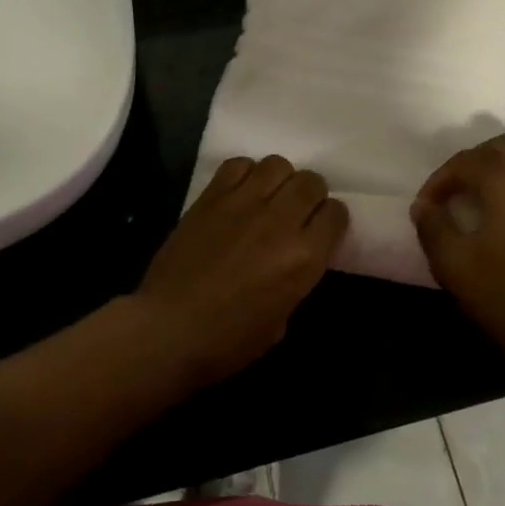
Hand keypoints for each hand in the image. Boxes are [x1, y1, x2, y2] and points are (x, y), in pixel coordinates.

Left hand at [131, 156, 349, 388]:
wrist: (168, 329)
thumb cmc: (227, 341)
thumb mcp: (280, 322)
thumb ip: (294, 281)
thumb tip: (291, 262)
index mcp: (304, 257)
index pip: (336, 214)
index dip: (330, 220)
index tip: (320, 230)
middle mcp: (279, 221)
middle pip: (311, 182)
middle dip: (310, 195)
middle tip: (297, 211)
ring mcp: (243, 203)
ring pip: (278, 164)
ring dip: (280, 179)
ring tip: (268, 197)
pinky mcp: (211, 197)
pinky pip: (238, 165)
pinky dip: (245, 173)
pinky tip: (239, 193)